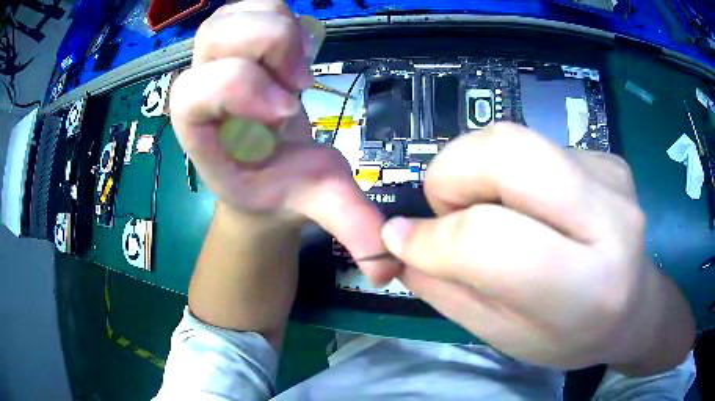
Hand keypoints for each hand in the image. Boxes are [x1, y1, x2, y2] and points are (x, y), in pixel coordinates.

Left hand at [169, 0, 398, 282]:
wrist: (264, 171)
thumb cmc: (282, 186)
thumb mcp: (319, 203)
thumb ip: (351, 226)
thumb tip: (389, 266)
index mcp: (203, 135)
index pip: (191, 94)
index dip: (241, 89)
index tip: (290, 112)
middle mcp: (199, 91)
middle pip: (215, 36)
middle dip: (269, 47)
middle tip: (301, 81)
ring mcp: (213, 61)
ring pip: (229, 16)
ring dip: (277, 27)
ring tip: (299, 63)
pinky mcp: (235, 42)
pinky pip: (249, 7)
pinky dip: (278, 14)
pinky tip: (294, 48)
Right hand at [382, 123, 687, 370]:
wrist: (634, 306)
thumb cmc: (572, 337)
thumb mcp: (506, 336)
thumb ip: (449, 290)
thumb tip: (399, 242)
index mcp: (587, 286)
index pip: (490, 239)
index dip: (432, 237)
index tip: (400, 240)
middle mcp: (610, 217)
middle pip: (507, 151)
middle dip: (452, 173)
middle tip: (448, 210)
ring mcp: (611, 176)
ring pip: (516, 139)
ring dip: (478, 170)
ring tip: (492, 212)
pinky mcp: (607, 157)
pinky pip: (537, 145)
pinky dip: (512, 173)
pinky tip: (532, 207)